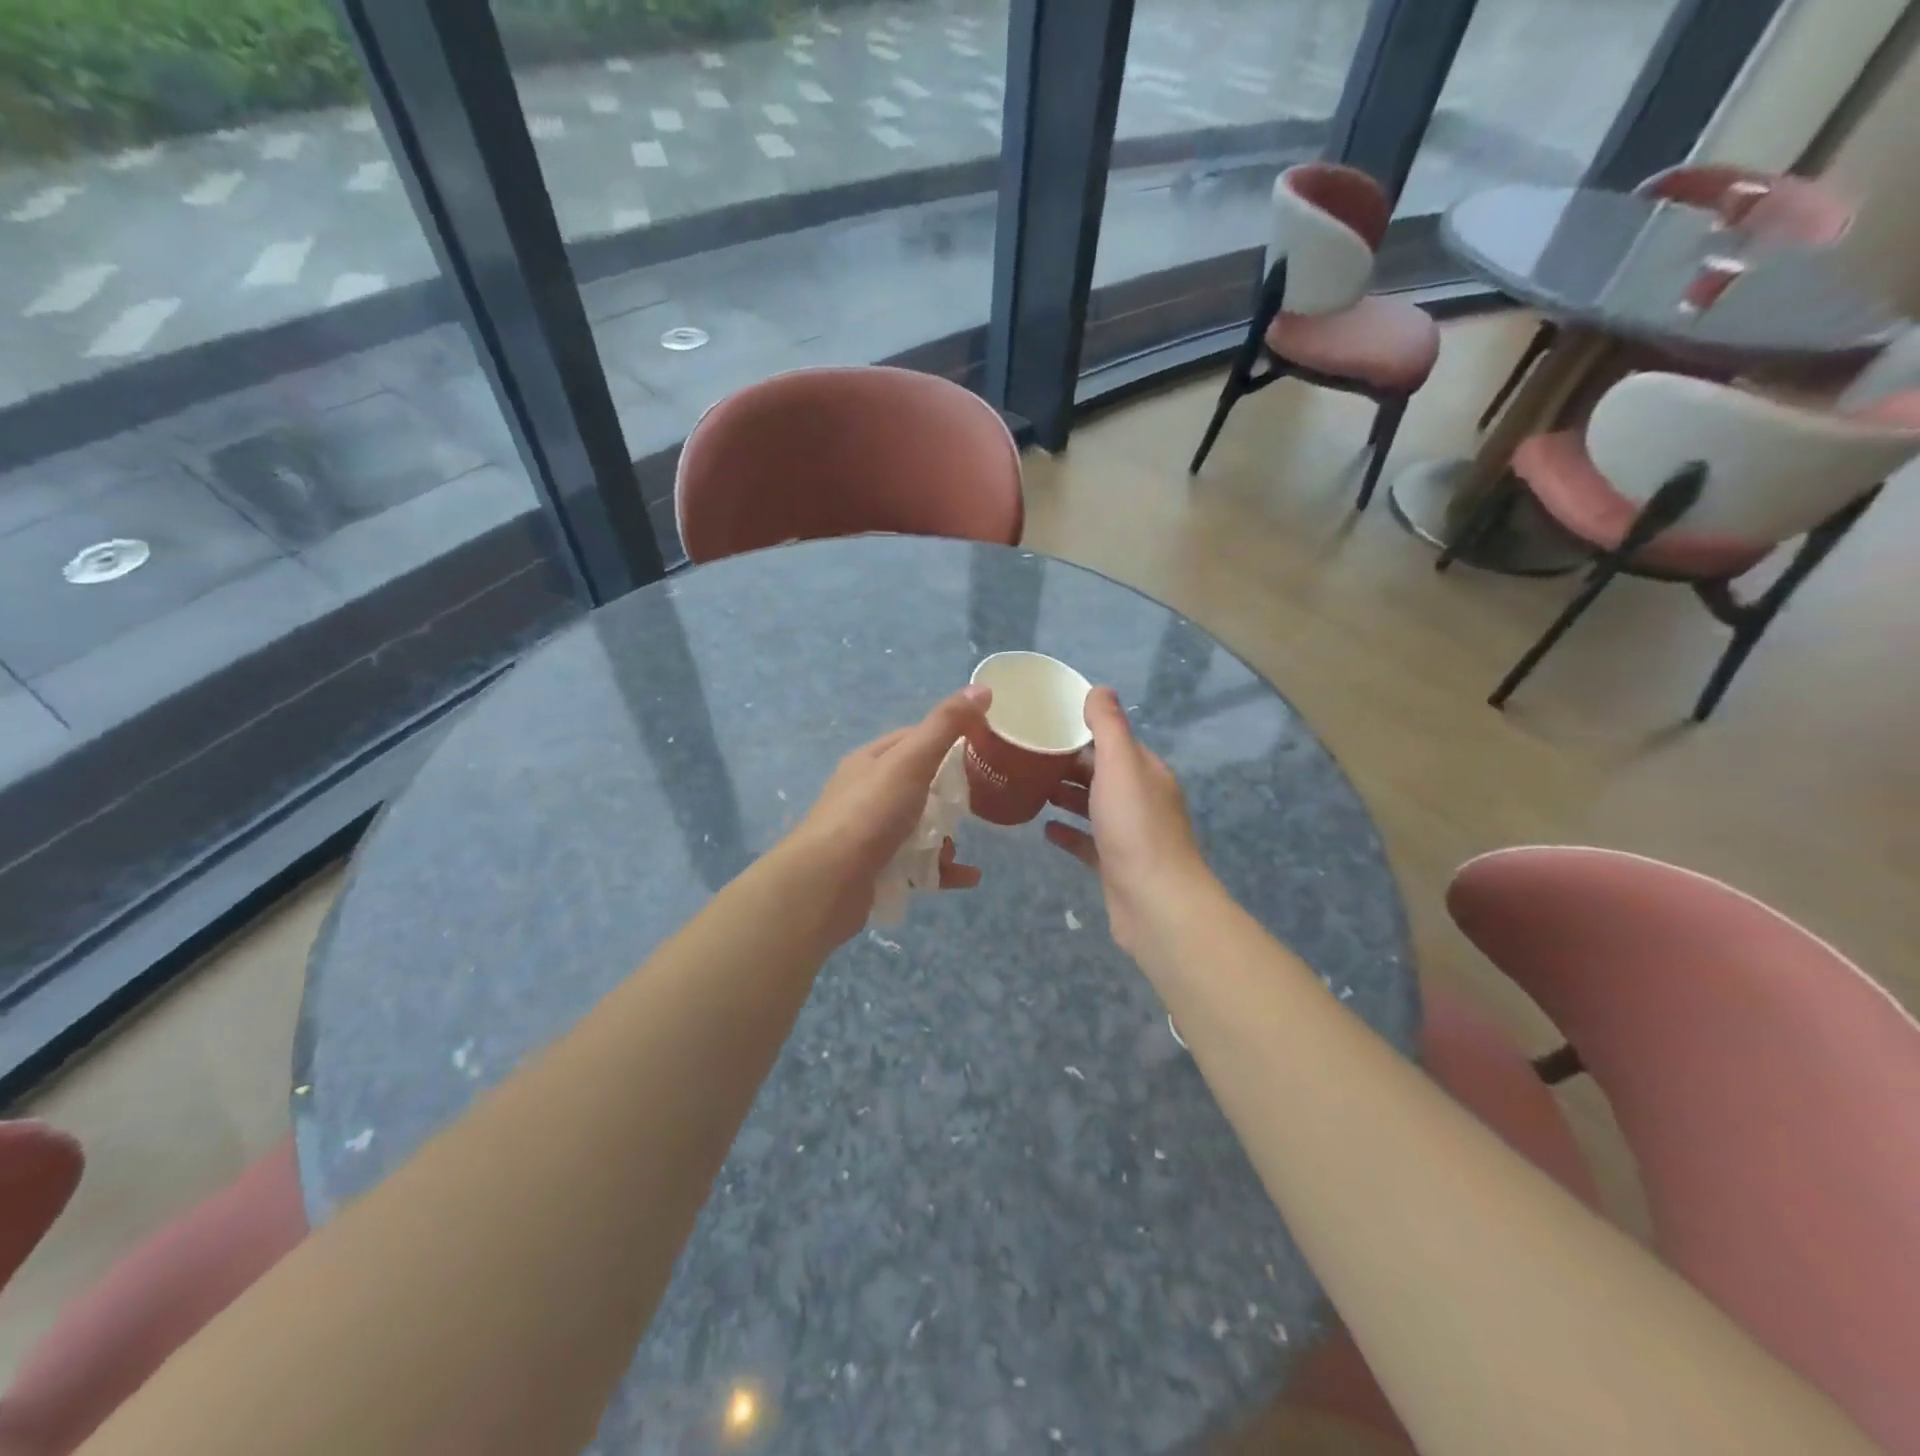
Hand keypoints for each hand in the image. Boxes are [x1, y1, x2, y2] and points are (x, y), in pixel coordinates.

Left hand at [785, 686, 990, 941]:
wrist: (827, 883)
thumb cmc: (871, 813)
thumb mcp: (912, 761)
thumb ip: (946, 726)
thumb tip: (983, 688)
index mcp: (870, 761)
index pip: (913, 739)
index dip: (946, 740)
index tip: (980, 749)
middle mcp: (865, 794)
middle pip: (918, 786)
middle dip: (948, 796)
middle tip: (974, 803)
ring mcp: (869, 834)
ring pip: (917, 827)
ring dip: (944, 836)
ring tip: (959, 846)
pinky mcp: (875, 869)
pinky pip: (916, 864)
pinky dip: (942, 868)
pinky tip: (967, 877)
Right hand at [1044, 687, 1213, 958]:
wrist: (1155, 903)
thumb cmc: (1135, 827)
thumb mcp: (1121, 765)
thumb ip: (1109, 727)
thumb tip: (1099, 689)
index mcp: (1146, 773)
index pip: (1114, 743)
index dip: (1083, 732)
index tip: (1046, 726)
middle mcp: (1142, 800)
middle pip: (1102, 774)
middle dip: (1069, 764)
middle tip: (1027, 757)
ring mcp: (1129, 835)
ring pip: (1094, 807)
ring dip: (1066, 796)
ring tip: (1030, 786)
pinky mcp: (1115, 865)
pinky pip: (1087, 842)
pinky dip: (1068, 832)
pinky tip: (1044, 829)